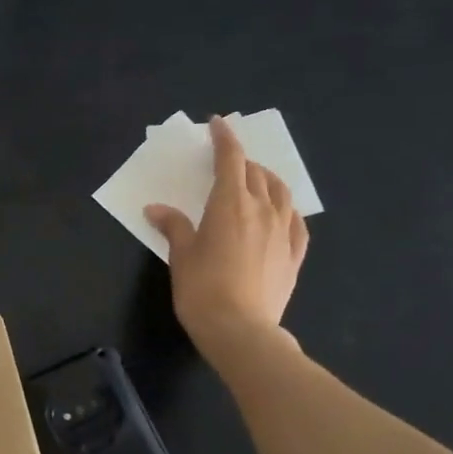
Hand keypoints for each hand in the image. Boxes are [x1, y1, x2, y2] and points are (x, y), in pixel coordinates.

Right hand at [145, 114, 308, 343]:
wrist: (240, 329)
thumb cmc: (202, 289)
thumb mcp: (181, 255)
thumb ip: (173, 226)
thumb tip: (156, 209)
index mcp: (230, 204)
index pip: (230, 159)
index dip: (224, 139)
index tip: (218, 124)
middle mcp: (262, 209)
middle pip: (256, 173)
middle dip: (242, 161)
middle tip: (228, 161)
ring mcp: (283, 232)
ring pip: (281, 192)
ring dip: (268, 179)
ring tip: (257, 180)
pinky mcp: (295, 255)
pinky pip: (296, 221)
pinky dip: (286, 209)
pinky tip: (281, 214)